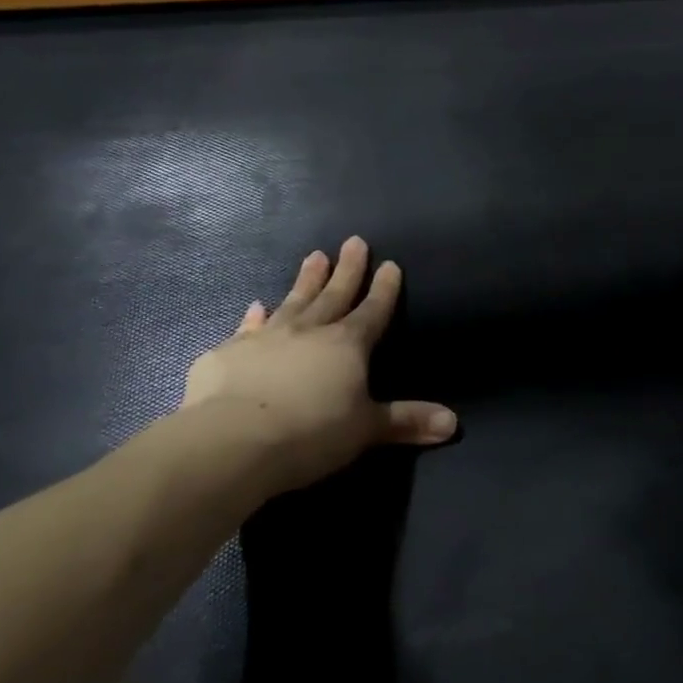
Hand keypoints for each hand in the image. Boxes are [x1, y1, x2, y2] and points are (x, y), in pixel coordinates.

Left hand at [181, 237, 455, 494]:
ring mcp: (266, 338)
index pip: (373, 310)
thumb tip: (453, 424)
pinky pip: (247, 327)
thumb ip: (406, 422)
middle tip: (354, 240)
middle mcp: (309, 331)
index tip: (391, 264)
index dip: (384, 289)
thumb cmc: (310, 433)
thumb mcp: (366, 430)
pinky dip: (253, 316)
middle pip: (334, 294)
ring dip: (305, 279)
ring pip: (293, 300)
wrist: (231, 441)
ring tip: (314, 255)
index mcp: (347, 345)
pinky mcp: (228, 353)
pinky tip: (255, 306)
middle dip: (348, 269)